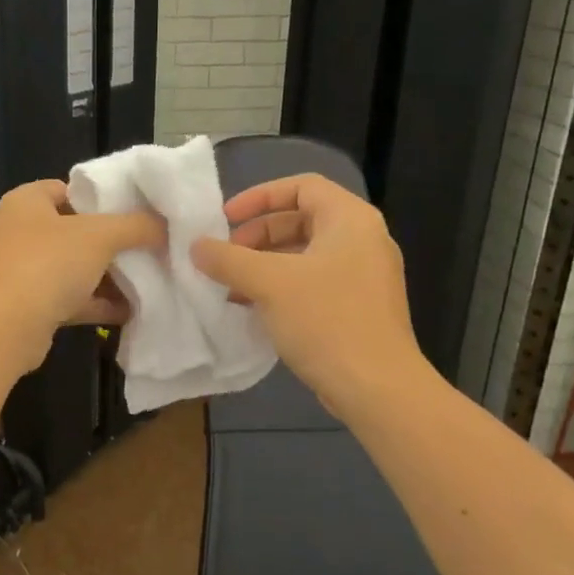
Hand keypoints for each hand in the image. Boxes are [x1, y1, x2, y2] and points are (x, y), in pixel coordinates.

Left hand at [0, 180, 165, 375]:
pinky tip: (133, 309)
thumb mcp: (100, 235)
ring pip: (76, 268)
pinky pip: (73, 299)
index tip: (138, 210)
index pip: (70, 189)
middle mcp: (21, 232)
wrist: (6, 329)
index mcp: (27, 202)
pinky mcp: (32, 307)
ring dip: (110, 275)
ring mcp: (24, 271)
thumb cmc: (48, 264)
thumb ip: (136, 225)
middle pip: (77, 231)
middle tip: (151, 245)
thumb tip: (164, 224)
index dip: (104, 197)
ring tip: (151, 277)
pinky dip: (99, 303)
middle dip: (114, 241)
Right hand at [191, 174, 428, 411]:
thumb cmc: (326, 320)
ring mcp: (363, 275)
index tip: (226, 218)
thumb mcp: (268, 283)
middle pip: (302, 219)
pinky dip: (282, 286)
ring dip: (264, 264)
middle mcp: (363, 239)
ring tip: (231, 285)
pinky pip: (313, 282)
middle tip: (225, 256)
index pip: (302, 186)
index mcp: (350, 219)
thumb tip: (196, 246)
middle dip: (257, 235)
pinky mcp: (358, 306)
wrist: (377, 388)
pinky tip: (253, 308)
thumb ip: (228, 259)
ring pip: (304, 254)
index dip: (259, 196)